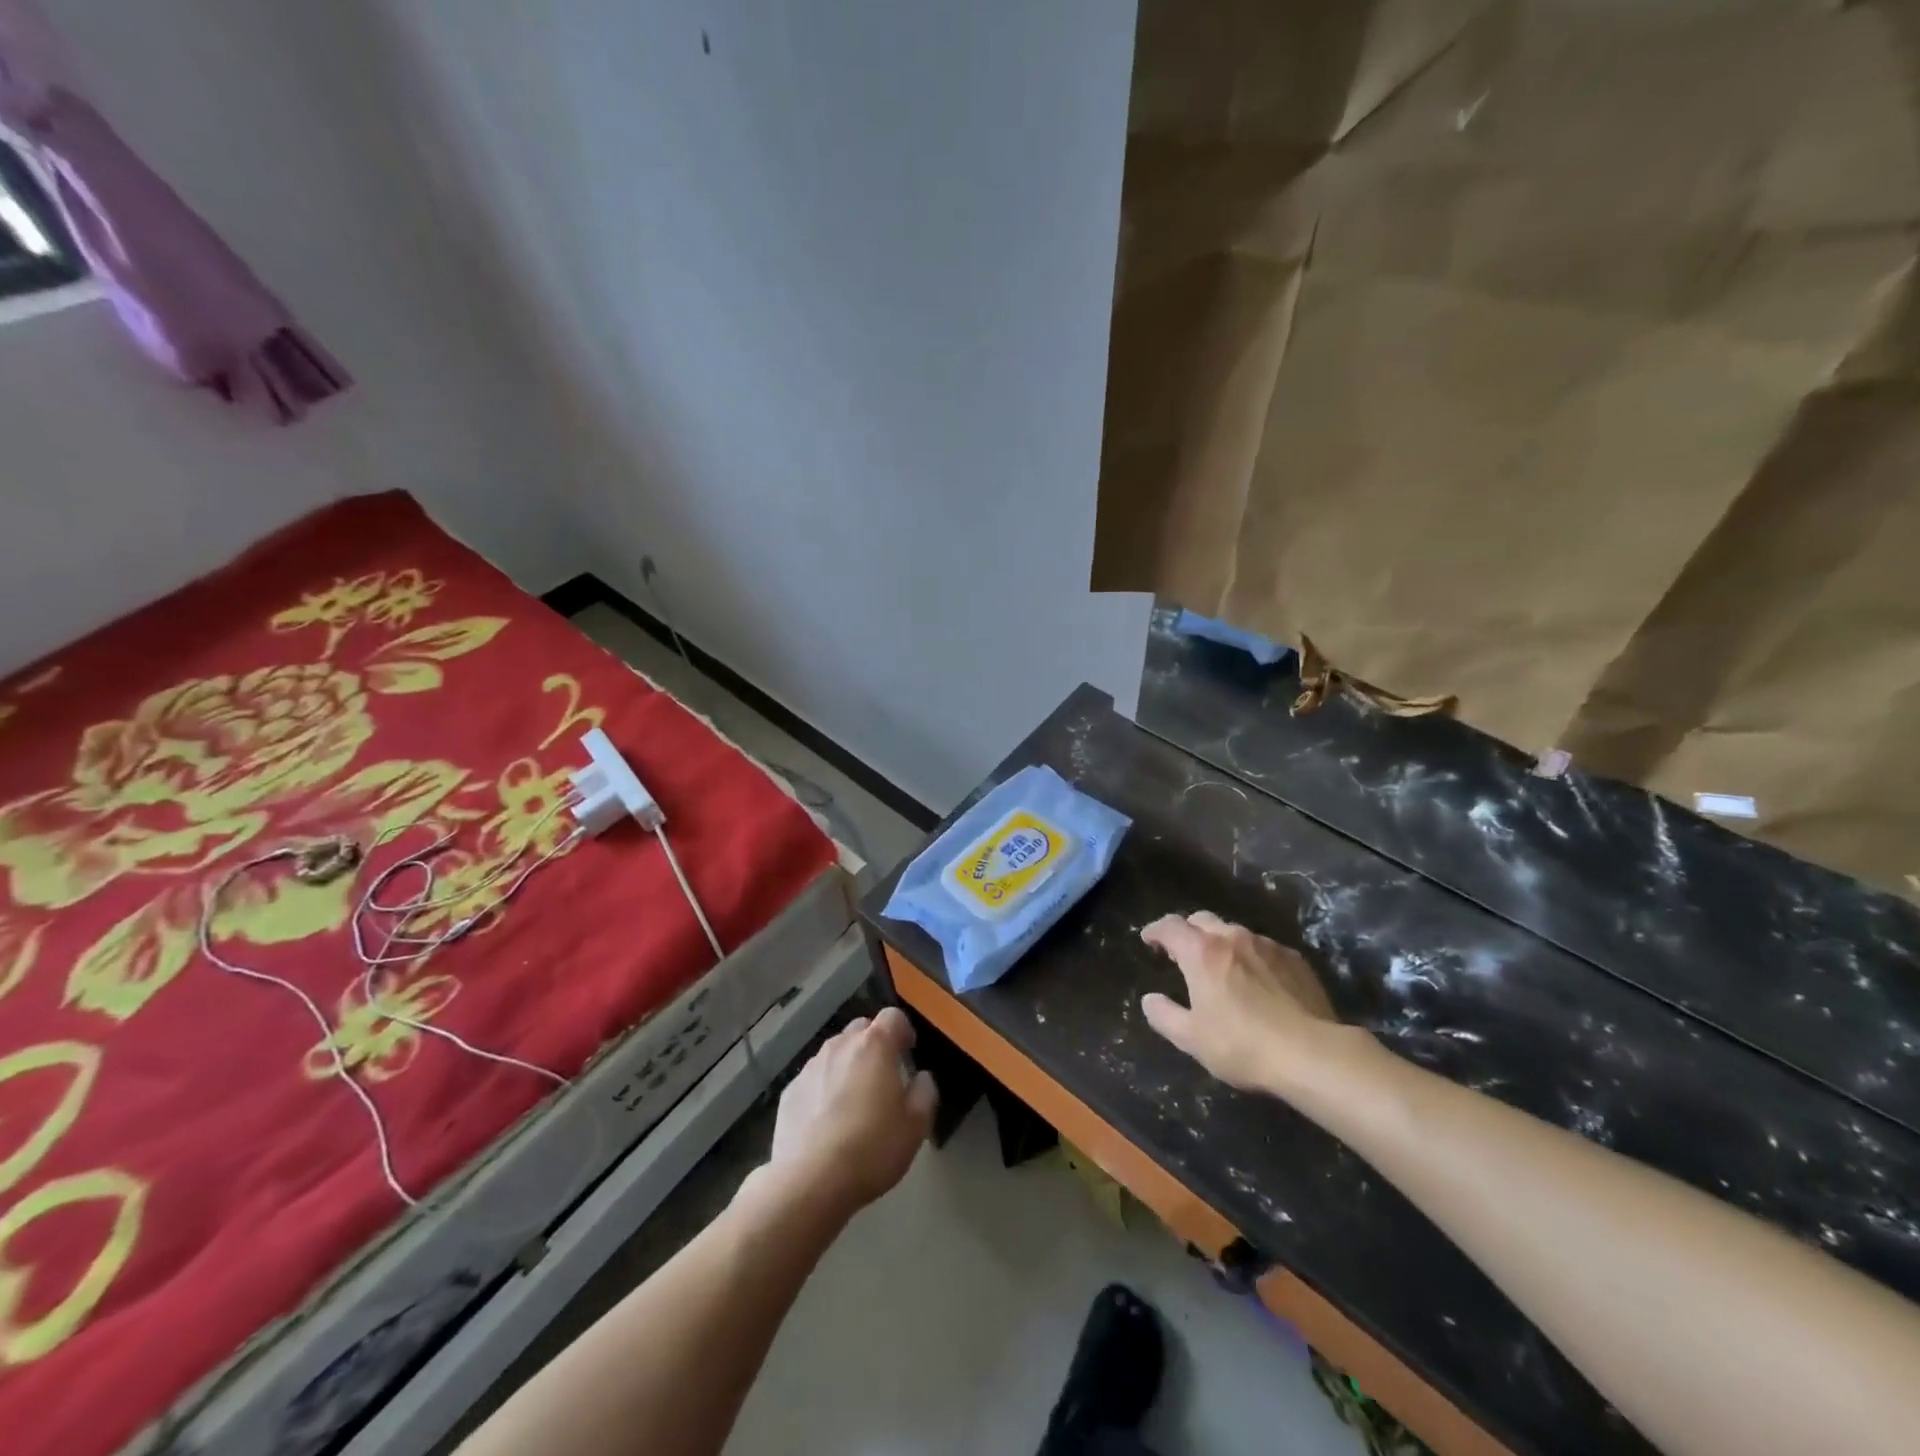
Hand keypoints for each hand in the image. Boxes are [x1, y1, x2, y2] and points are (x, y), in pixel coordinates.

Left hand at [766, 1006, 937, 1217]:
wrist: (809, 1181)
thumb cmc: (871, 1149)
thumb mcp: (915, 1126)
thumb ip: (925, 1093)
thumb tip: (921, 1078)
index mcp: (874, 1045)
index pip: (893, 1016)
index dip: (903, 1030)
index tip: (908, 1052)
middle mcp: (840, 1046)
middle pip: (861, 1029)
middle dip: (874, 1044)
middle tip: (883, 1076)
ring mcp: (810, 1066)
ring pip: (835, 1053)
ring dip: (847, 1065)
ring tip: (853, 1100)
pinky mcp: (789, 1091)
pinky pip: (814, 1078)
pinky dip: (823, 1088)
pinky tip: (826, 1121)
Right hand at [1140, 911, 1343, 1093]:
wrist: (1312, 1054)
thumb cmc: (1242, 1045)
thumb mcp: (1192, 1038)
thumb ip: (1164, 1015)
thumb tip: (1150, 1000)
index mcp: (1202, 952)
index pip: (1170, 926)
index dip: (1155, 930)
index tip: (1149, 940)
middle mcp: (1233, 938)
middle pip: (1202, 919)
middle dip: (1188, 931)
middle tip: (1182, 953)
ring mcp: (1267, 945)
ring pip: (1235, 932)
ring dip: (1221, 943)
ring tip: (1221, 968)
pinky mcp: (1295, 959)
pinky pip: (1264, 948)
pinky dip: (1251, 957)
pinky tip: (1258, 981)